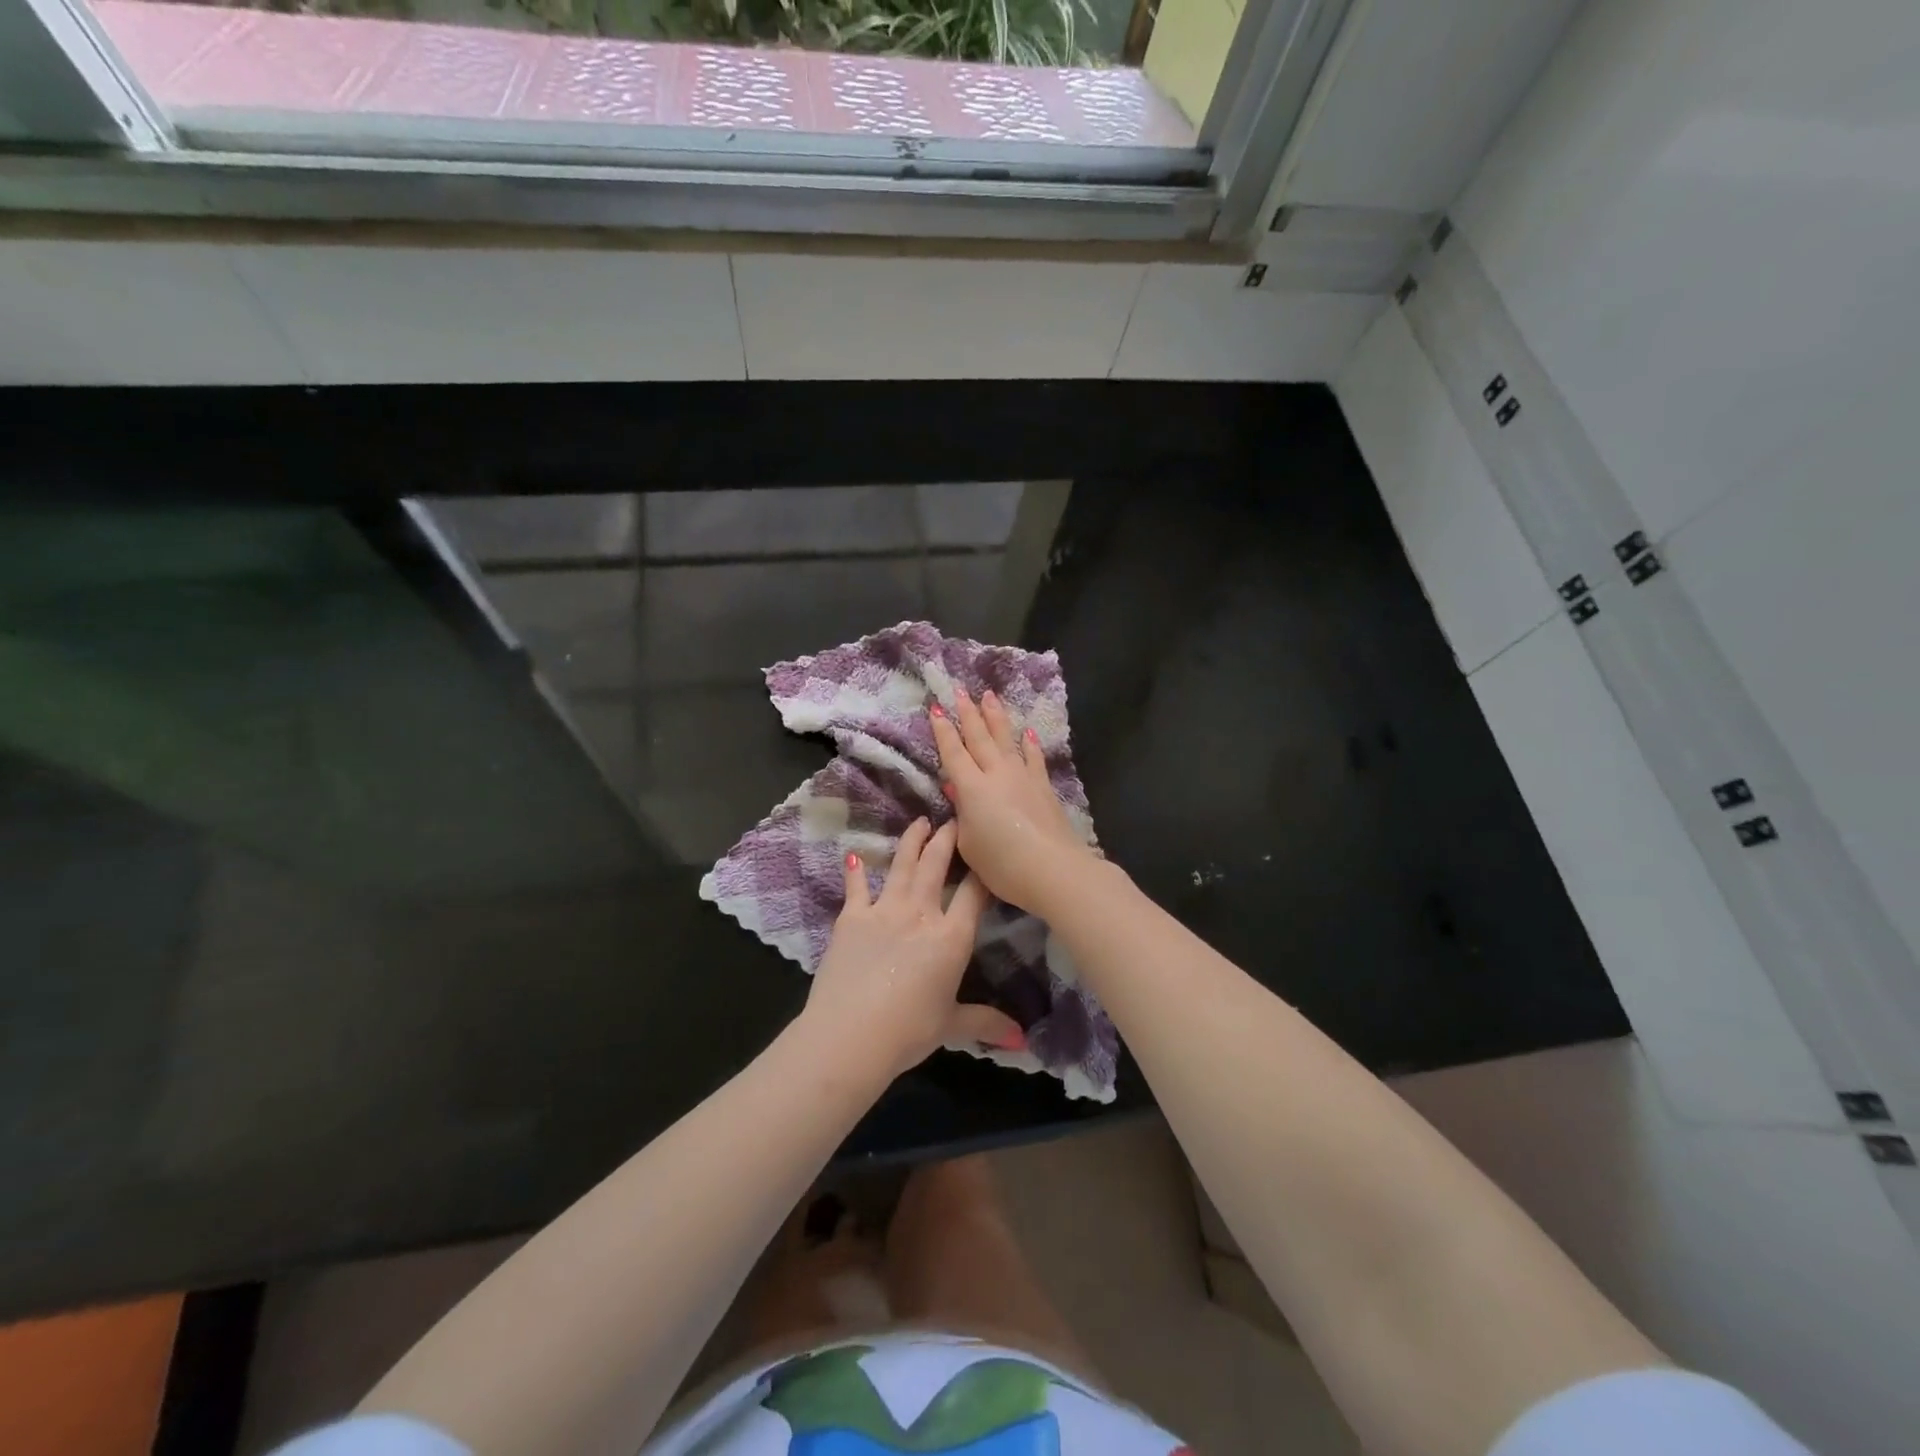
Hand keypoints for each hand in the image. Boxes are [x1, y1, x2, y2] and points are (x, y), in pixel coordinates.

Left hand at [802, 818, 1023, 1078]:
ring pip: (901, 865)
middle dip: (947, 839)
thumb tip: (1022, 1039)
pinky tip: (854, 854)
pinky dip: (856, 870)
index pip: (973, 894)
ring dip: (912, 841)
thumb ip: (986, 1023)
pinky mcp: (851, 918)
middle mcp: (920, 913)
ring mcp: (883, 910)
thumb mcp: (951, 1026)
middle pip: (936, 866)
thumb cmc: (908, 1031)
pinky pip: (856, 887)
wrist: (850, 1035)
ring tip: (919, 822)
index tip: (987, 851)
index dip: (982, 870)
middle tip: (952, 819)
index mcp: (951, 937)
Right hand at [929, 688, 1096, 915]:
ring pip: (1006, 739)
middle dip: (968, 712)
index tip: (937, 708)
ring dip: (996, 717)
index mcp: (972, 788)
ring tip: (989, 696)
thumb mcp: (969, 844)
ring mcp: (1023, 777)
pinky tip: (1028, 732)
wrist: (1052, 869)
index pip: (953, 752)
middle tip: (960, 689)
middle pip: (979, 737)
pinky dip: (1029, 744)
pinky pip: (1034, 757)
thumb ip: (961, 814)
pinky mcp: (1043, 786)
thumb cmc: (1002, 864)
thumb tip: (957, 788)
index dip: (943, 731)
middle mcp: (996, 774)